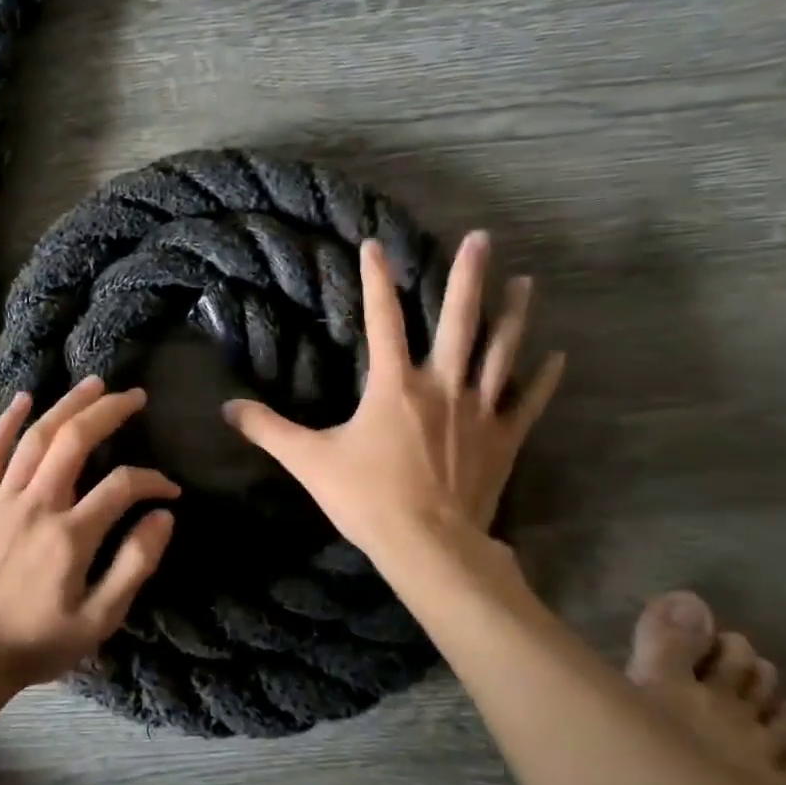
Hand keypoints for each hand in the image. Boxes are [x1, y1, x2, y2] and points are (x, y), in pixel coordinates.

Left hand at [0, 376, 178, 699]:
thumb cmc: (38, 643)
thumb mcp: (99, 620)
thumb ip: (135, 565)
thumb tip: (164, 517)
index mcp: (70, 535)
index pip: (123, 486)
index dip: (153, 481)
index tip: (170, 490)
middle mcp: (37, 505)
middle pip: (75, 440)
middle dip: (109, 411)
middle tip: (135, 396)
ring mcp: (2, 500)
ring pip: (36, 437)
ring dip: (66, 405)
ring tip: (94, 384)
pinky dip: (6, 422)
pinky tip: (24, 398)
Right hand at [223, 231, 562, 571]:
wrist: (429, 546)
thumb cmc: (368, 498)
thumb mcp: (309, 461)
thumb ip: (268, 430)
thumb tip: (227, 408)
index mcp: (394, 386)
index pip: (382, 320)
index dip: (376, 280)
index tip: (375, 244)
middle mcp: (441, 386)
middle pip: (459, 321)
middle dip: (467, 277)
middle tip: (481, 238)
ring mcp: (478, 411)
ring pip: (501, 352)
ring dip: (513, 315)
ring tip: (526, 281)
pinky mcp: (503, 440)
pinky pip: (527, 402)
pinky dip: (543, 379)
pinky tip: (558, 356)